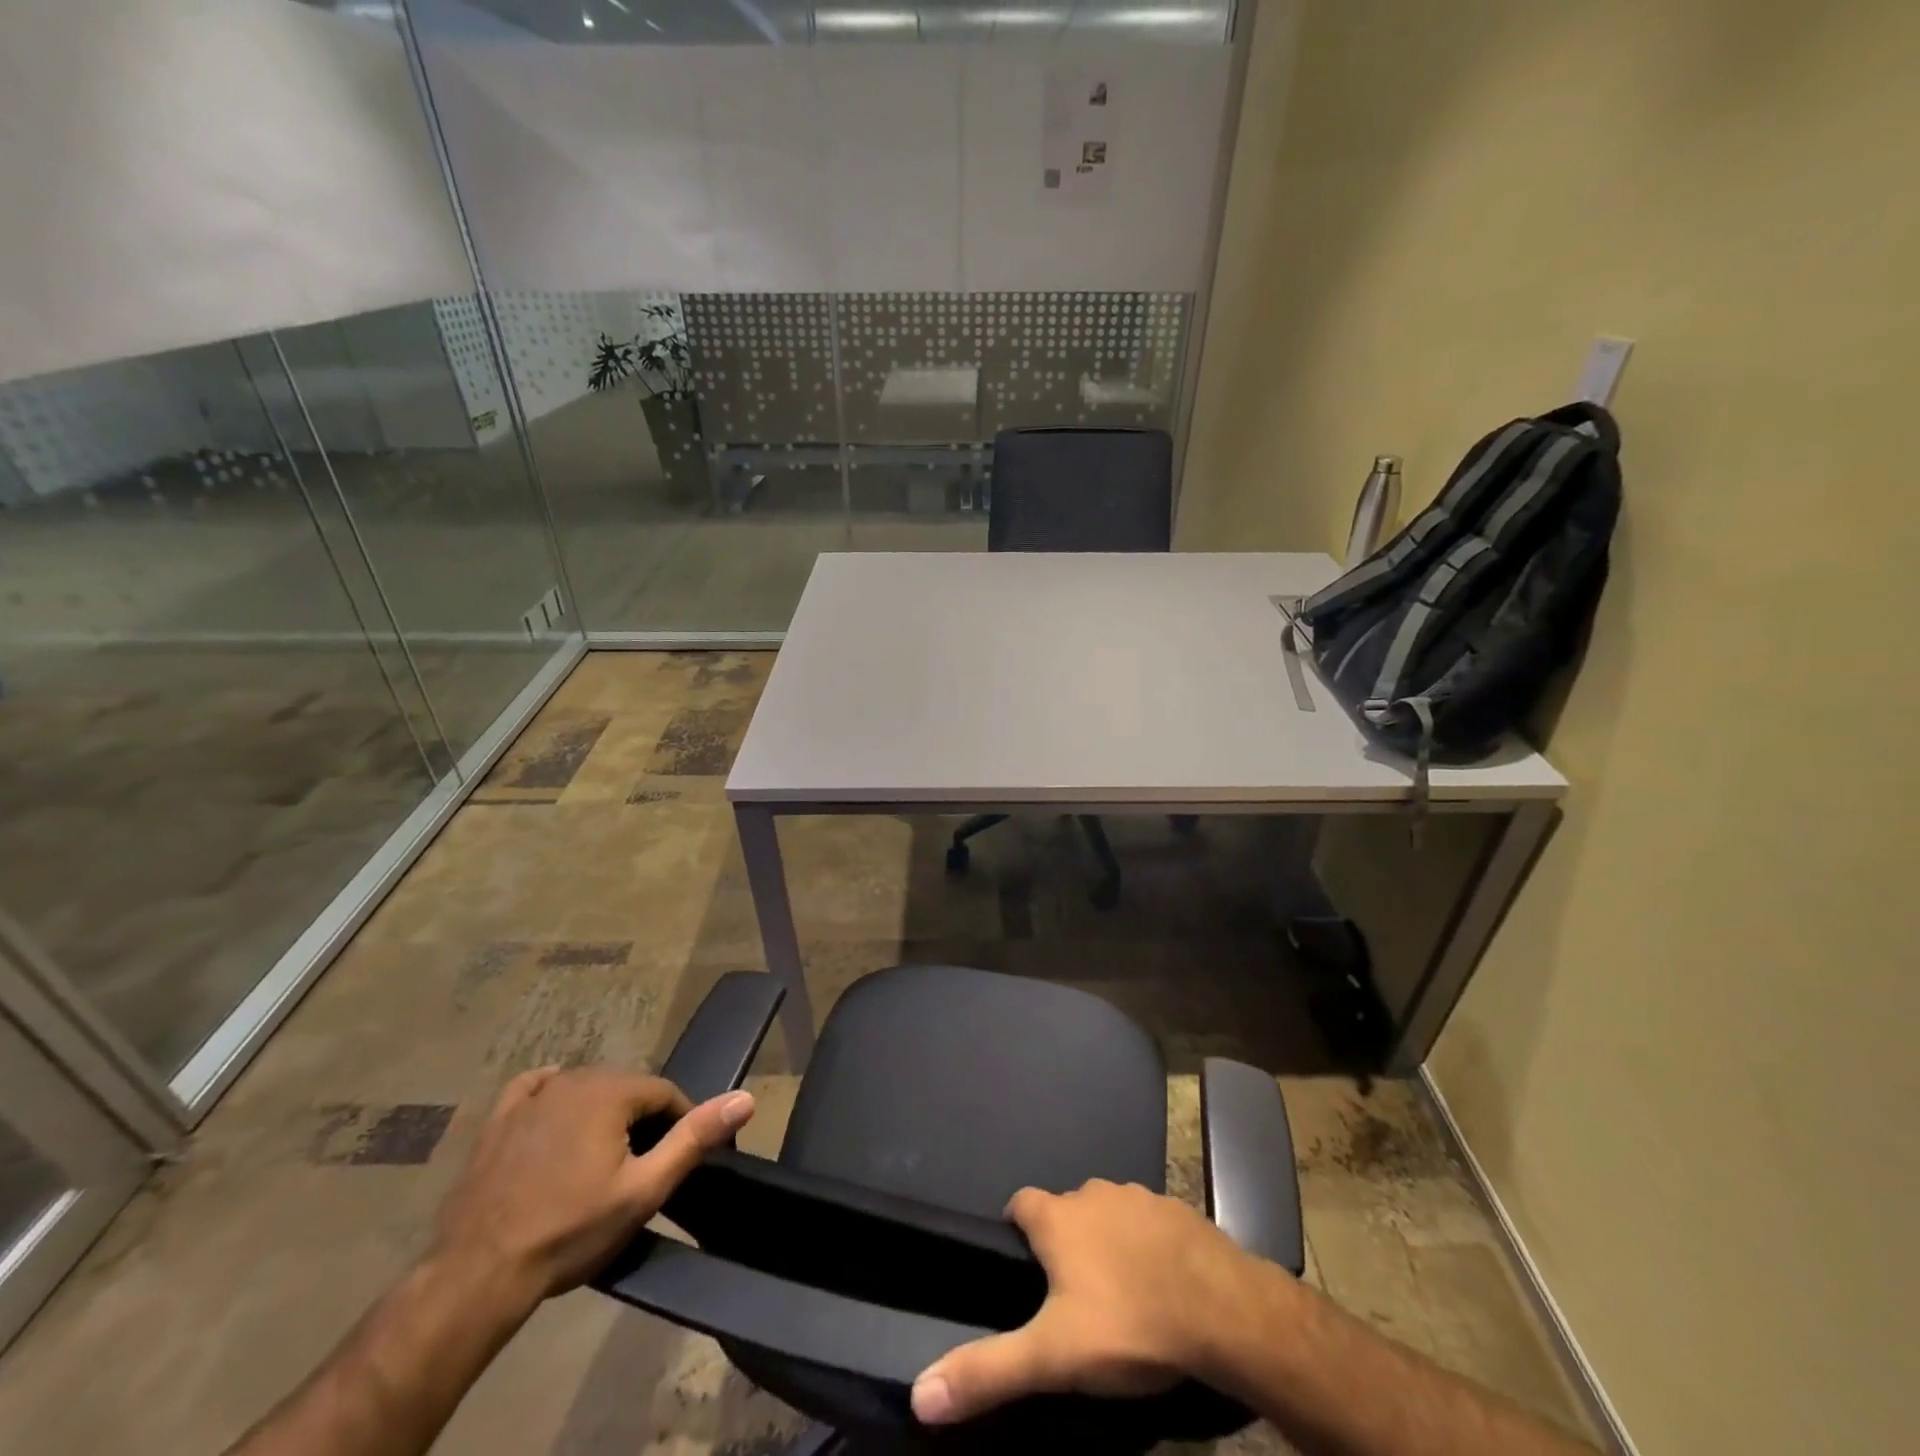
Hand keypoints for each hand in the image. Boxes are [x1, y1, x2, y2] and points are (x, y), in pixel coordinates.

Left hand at [429, 1067, 753, 1309]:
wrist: (477, 1275)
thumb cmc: (569, 1230)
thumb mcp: (644, 1190)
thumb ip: (694, 1138)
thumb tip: (746, 1098)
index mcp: (611, 1090)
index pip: (665, 1092)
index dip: (679, 1123)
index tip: (678, 1160)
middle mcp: (573, 1078)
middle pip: (626, 1089)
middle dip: (640, 1120)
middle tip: (640, 1167)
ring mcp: (532, 1097)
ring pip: (586, 1089)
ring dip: (603, 1114)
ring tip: (603, 1160)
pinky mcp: (499, 1119)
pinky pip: (536, 1088)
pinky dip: (554, 1095)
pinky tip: (558, 1113)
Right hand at [912, 1179, 1266, 1424]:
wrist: (1222, 1310)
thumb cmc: (1128, 1325)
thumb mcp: (1053, 1356)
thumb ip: (988, 1370)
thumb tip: (919, 1393)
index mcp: (1058, 1217)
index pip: (1021, 1204)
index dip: (1016, 1228)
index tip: (1021, 1262)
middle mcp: (1093, 1192)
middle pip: (1065, 1210)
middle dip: (1063, 1240)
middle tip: (1070, 1294)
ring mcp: (1137, 1196)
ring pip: (1107, 1213)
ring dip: (1105, 1240)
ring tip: (1117, 1291)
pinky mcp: (1176, 1209)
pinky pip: (1147, 1222)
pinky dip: (1144, 1243)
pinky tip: (1159, 1282)